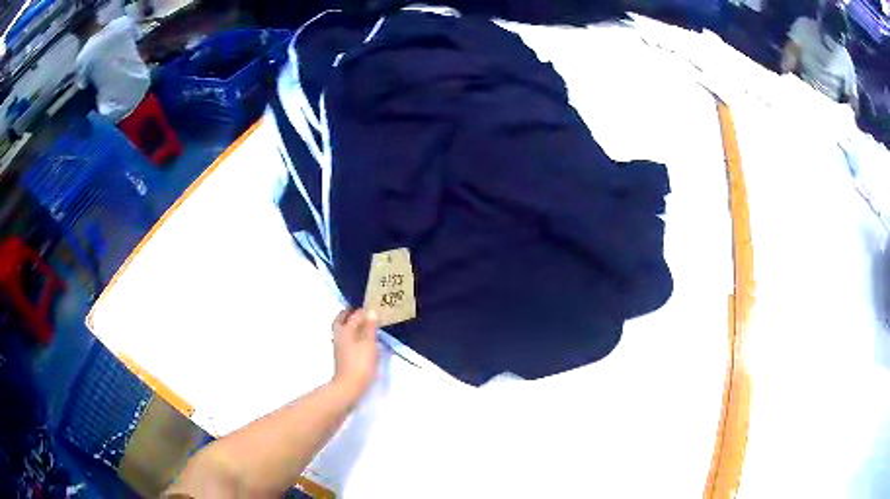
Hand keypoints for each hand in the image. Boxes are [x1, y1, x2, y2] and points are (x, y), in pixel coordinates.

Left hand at [331, 309, 378, 400]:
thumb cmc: (360, 363)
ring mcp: (340, 348)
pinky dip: (353, 335)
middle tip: (359, 311)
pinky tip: (362, 340)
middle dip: (348, 315)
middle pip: (340, 321)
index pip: (352, 316)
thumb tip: (370, 311)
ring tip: (363, 324)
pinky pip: (347, 340)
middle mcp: (339, 337)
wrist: (350, 386)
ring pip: (343, 331)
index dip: (361, 311)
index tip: (370, 306)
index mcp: (344, 331)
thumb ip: (369, 327)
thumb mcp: (368, 343)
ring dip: (350, 325)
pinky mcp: (343, 357)